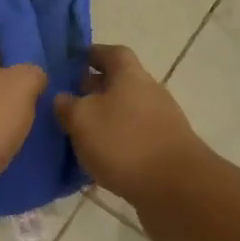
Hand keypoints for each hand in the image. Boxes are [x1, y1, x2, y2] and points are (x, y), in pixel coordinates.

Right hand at [54, 44, 204, 215]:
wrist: (176, 188)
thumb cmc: (124, 143)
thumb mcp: (82, 120)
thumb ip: (68, 105)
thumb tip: (63, 97)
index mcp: (130, 75)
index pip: (112, 52)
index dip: (92, 54)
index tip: (73, 61)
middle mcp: (149, 92)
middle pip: (120, 82)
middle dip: (94, 88)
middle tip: (68, 100)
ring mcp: (161, 121)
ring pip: (126, 111)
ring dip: (104, 118)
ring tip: (78, 133)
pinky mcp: (165, 149)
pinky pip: (134, 137)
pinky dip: (116, 141)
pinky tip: (99, 158)